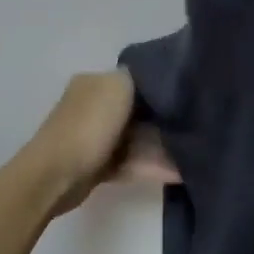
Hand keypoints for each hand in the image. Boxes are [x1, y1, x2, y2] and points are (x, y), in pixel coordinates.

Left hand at [26, 71, 178, 215]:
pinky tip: (178, 173)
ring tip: (192, 156)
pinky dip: (152, 167)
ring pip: (137, 140)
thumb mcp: (118, 87)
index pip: (135, 80)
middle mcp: (93, 106)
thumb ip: (141, 78)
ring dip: (163, 149)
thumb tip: (159, 80)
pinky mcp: (98, 165)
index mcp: (95, 83)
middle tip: (196, 129)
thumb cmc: (89, 126)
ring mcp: (95, 137)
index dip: (162, 88)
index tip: (188, 98)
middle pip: (138, 111)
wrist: (57, 175)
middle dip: (165, 121)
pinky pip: (131, 162)